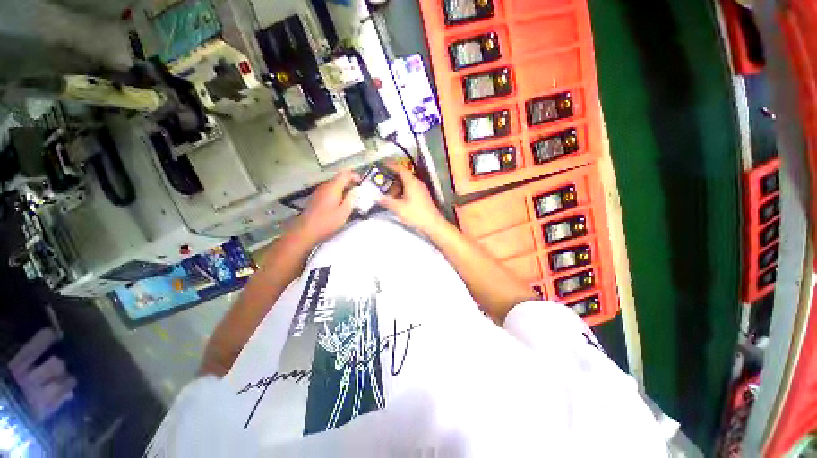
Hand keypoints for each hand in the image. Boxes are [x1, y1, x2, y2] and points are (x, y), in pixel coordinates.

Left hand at [291, 171, 359, 246]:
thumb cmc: (327, 222)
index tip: (362, 183)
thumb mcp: (344, 212)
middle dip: (350, 183)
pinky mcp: (316, 198)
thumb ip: (351, 199)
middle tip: (358, 193)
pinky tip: (340, 204)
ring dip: (343, 189)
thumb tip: (357, 189)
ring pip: (334, 185)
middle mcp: (325, 186)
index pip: (345, 174)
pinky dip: (337, 194)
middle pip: (339, 179)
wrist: (305, 231)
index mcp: (333, 188)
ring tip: (351, 199)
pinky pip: (329, 191)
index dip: (354, 176)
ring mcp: (319, 192)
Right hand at [379, 162, 445, 234]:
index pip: (400, 168)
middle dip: (392, 177)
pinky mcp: (422, 197)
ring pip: (407, 183)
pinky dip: (402, 191)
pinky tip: (397, 199)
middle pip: (403, 176)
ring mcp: (421, 190)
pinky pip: (410, 189)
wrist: (432, 224)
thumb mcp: (398, 208)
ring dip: (397, 186)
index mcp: (412, 182)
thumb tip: (376, 196)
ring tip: (387, 191)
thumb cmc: (416, 214)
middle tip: (381, 180)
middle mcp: (417, 183)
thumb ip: (386, 201)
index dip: (391, 165)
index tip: (381, 165)